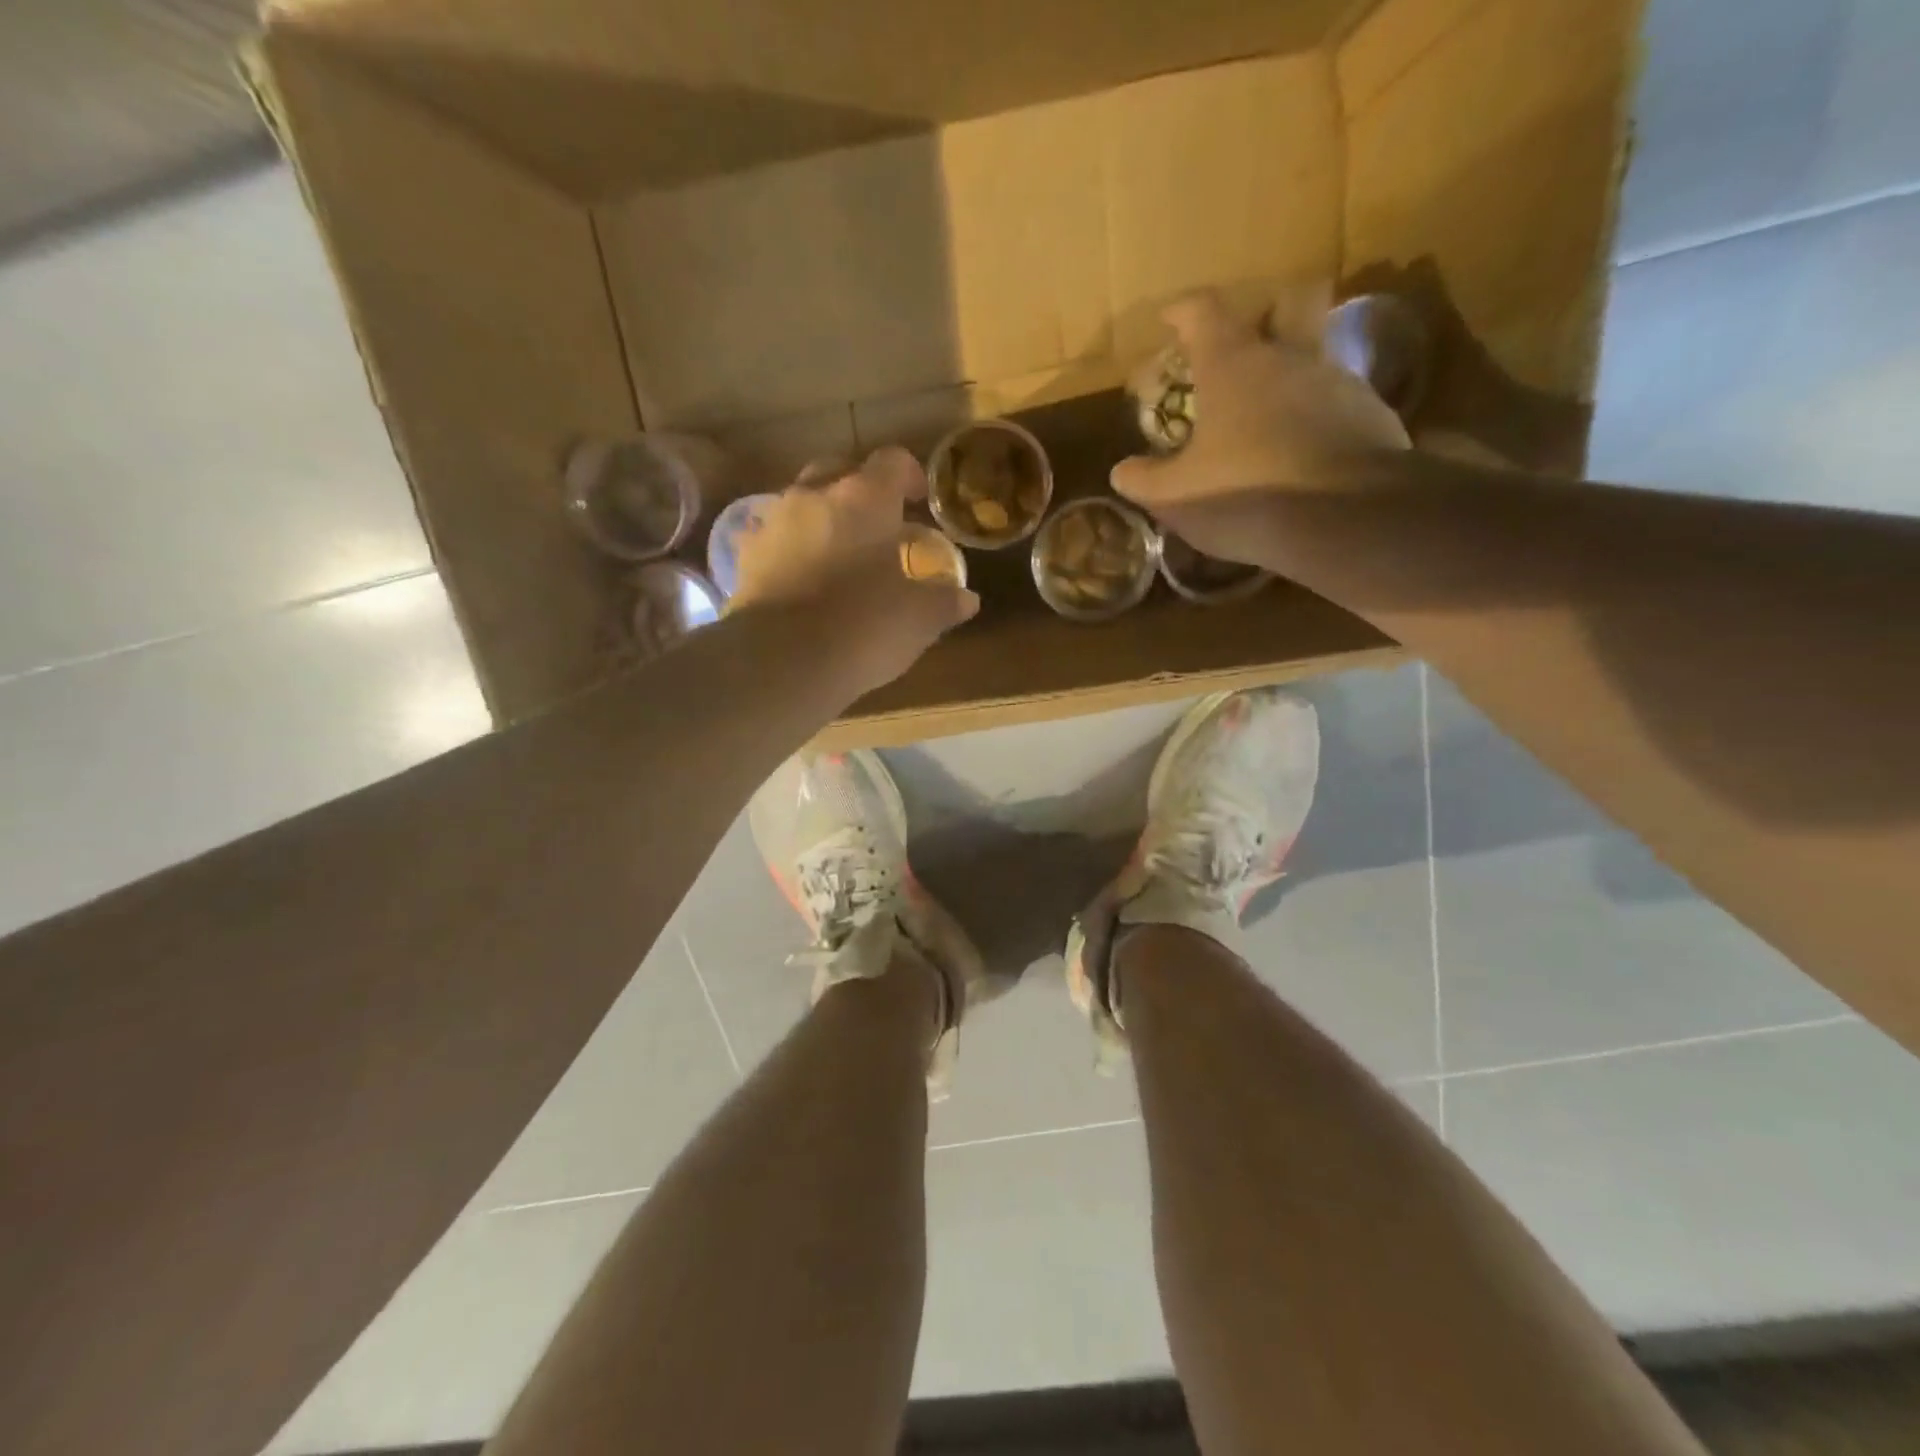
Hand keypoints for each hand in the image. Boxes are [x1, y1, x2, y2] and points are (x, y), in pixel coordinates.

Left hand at [730, 446, 979, 694]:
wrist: (782, 661)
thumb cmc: (864, 626)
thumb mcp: (919, 619)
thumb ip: (944, 602)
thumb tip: (967, 599)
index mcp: (865, 498)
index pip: (892, 461)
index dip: (910, 475)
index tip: (919, 500)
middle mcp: (814, 496)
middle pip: (839, 469)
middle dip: (860, 488)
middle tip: (879, 522)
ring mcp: (774, 522)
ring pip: (802, 501)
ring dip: (823, 516)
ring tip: (840, 553)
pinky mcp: (746, 556)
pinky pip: (774, 538)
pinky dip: (792, 548)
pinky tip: (803, 578)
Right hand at [1111, 290, 1410, 564]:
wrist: (1344, 519)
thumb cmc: (1245, 494)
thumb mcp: (1176, 496)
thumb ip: (1143, 480)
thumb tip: (1122, 471)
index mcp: (1233, 365)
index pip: (1204, 311)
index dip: (1183, 310)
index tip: (1169, 316)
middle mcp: (1288, 357)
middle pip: (1286, 304)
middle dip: (1265, 312)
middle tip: (1244, 343)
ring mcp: (1336, 381)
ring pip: (1313, 356)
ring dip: (1289, 375)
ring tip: (1267, 417)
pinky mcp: (1370, 413)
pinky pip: (1336, 400)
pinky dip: (1315, 416)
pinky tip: (1301, 451)